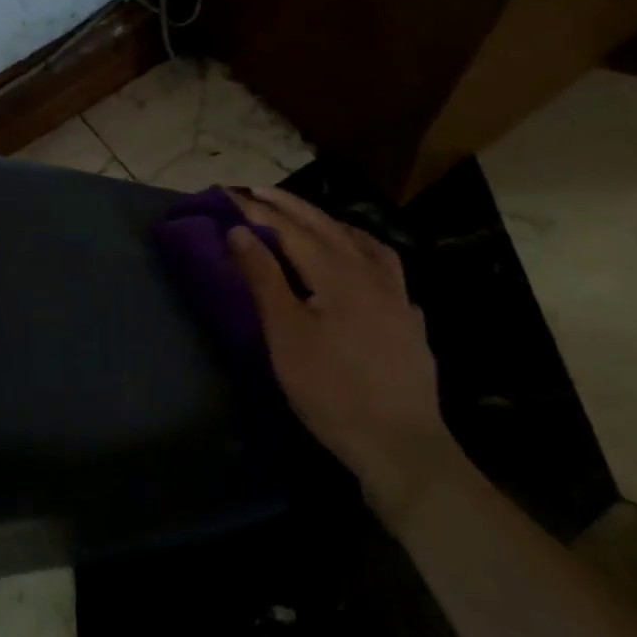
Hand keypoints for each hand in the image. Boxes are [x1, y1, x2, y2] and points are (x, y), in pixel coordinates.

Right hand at [227, 186, 462, 525]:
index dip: (257, 210)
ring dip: (329, 222)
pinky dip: (363, 250)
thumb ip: (263, 277)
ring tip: (307, 217)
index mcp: (337, 273)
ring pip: (362, 242)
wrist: (401, 446)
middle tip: (258, 191)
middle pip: (326, 227)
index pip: (290, 229)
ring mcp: (397, 296)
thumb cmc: (331, 390)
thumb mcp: (285, 334)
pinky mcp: (408, 320)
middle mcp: (371, 273)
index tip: (229, 194)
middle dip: (290, 206)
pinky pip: (385, 267)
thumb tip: (239, 230)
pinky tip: (360, 262)